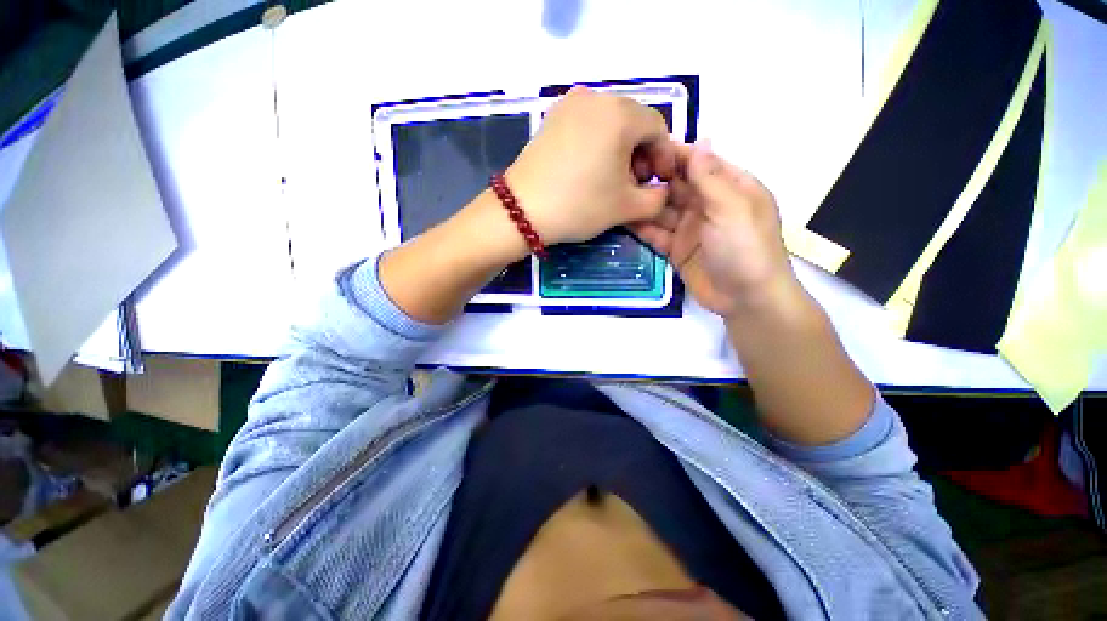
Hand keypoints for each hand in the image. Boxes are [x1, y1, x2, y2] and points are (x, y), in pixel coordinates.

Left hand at [506, 86, 675, 244]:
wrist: (522, 210)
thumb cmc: (580, 205)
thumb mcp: (626, 208)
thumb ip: (657, 198)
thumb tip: (662, 190)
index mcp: (621, 113)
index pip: (657, 128)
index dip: (664, 156)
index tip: (660, 181)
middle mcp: (596, 98)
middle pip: (633, 122)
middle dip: (641, 153)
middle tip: (636, 183)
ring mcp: (569, 104)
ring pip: (609, 123)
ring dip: (620, 149)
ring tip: (613, 179)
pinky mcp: (551, 118)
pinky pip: (586, 125)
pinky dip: (597, 144)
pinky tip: (591, 169)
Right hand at [631, 142, 800, 319]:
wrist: (746, 298)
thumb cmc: (746, 248)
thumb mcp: (732, 208)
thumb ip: (710, 178)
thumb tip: (700, 140)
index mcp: (729, 187)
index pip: (698, 163)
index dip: (672, 155)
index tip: (642, 148)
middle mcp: (707, 204)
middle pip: (676, 186)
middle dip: (652, 179)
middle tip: (620, 173)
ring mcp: (690, 228)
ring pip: (662, 210)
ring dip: (643, 204)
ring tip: (615, 195)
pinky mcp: (677, 250)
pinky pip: (657, 234)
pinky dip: (642, 228)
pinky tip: (622, 219)